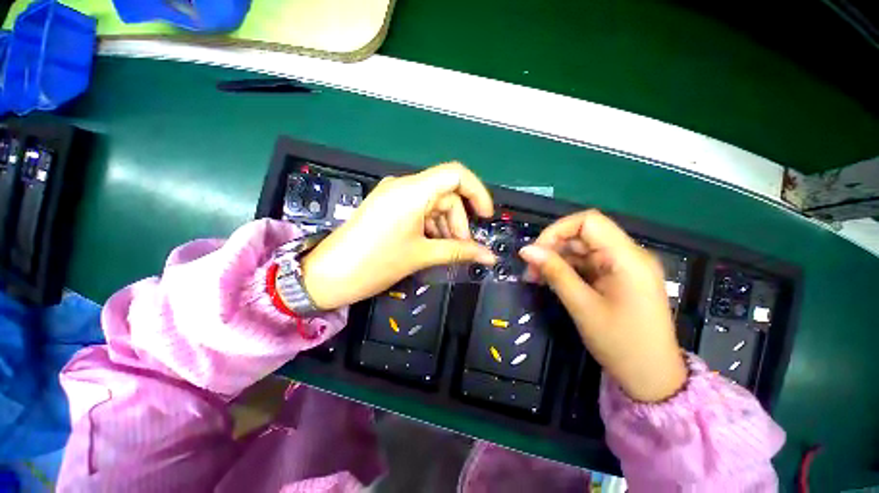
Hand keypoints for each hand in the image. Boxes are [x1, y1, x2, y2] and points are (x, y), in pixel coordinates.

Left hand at [300, 162, 495, 310]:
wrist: (328, 275)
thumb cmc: (375, 263)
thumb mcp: (421, 255)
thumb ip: (459, 252)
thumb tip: (490, 256)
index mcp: (412, 191)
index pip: (456, 174)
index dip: (477, 192)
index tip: (486, 218)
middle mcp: (403, 186)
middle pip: (445, 195)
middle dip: (458, 221)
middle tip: (462, 248)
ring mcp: (393, 195)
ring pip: (433, 204)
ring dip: (445, 226)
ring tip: (446, 251)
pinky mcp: (387, 206)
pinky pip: (418, 209)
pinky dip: (431, 226)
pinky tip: (430, 244)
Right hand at [519, 210, 685, 401]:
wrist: (652, 378)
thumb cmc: (621, 343)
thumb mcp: (582, 306)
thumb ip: (554, 272)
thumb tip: (526, 250)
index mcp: (627, 257)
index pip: (589, 221)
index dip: (558, 230)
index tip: (536, 251)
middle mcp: (627, 255)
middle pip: (583, 235)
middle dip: (552, 248)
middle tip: (530, 271)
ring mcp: (622, 267)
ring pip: (581, 250)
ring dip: (556, 261)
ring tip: (536, 279)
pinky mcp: (617, 279)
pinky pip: (587, 265)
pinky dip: (566, 270)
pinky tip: (551, 282)